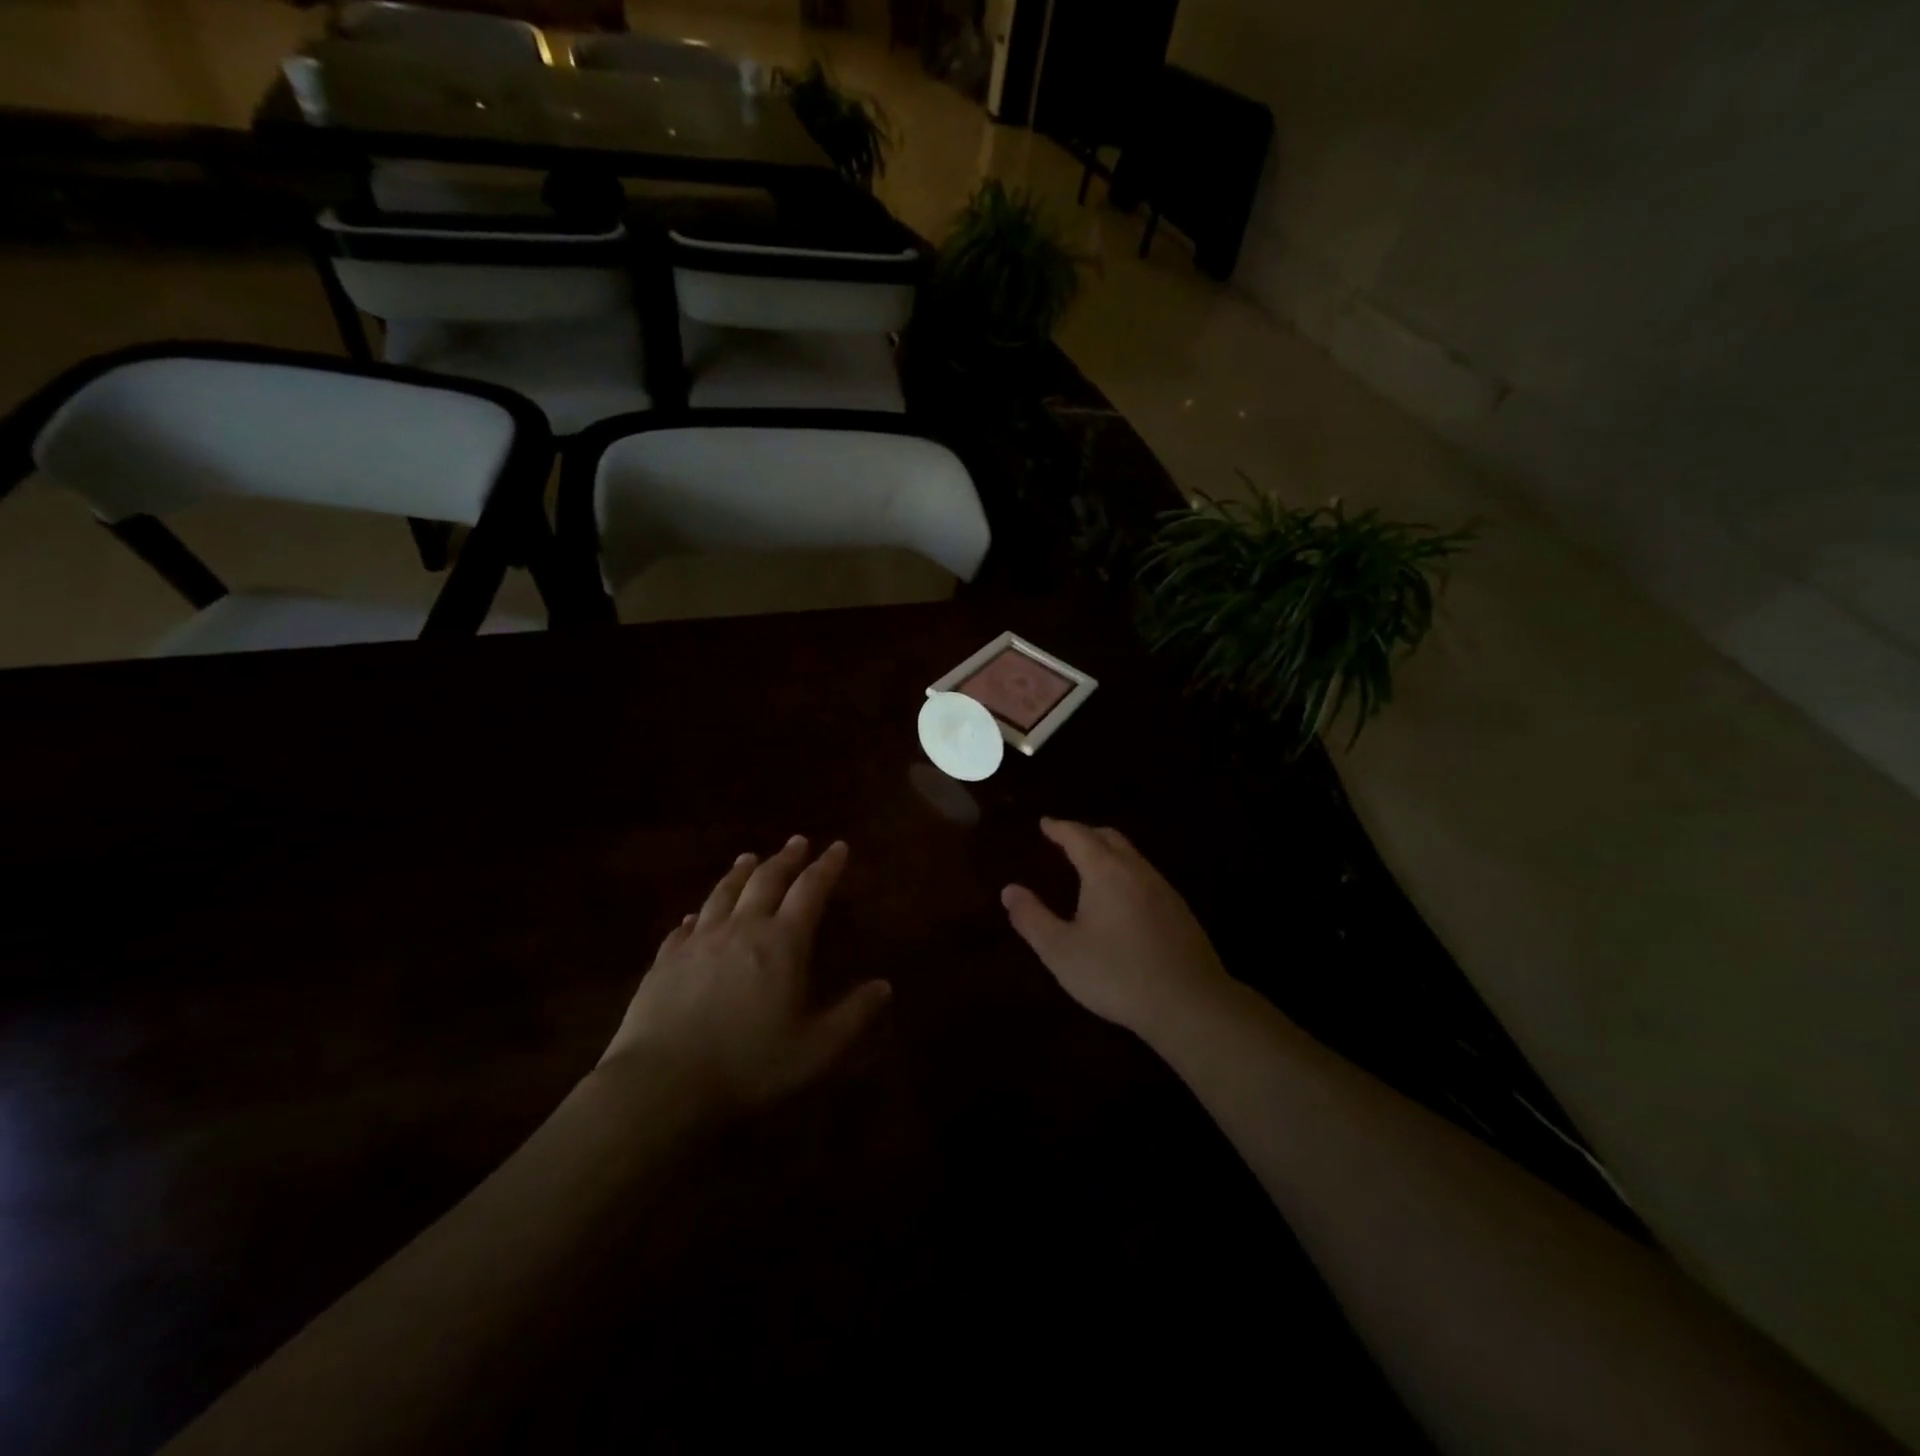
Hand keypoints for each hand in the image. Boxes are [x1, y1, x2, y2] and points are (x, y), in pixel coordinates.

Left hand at [598, 836, 890, 1111]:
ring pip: (723, 894)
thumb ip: (853, 1015)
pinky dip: (698, 914)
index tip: (838, 846)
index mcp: (782, 943)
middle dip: (786, 859)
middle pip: (766, 881)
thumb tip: (884, 986)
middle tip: (797, 842)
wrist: (663, 1082)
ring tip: (750, 858)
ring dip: (740, 873)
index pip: (810, 891)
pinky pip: (684, 926)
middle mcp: (741, 929)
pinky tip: (695, 915)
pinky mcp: (665, 960)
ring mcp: (699, 942)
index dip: (827, 867)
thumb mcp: (815, 1048)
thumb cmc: (749, 1064)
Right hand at [1002, 818, 1232, 1037]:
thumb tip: (1010, 890)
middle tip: (1065, 839)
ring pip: (1132, 856)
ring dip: (1108, 851)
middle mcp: (1136, 870)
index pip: (1078, 836)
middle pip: (1109, 838)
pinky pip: (1146, 876)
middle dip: (1085, 833)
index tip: (1045, 823)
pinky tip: (1122, 897)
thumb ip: (1032, 918)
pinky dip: (1126, 871)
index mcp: (1105, 872)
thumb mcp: (1061, 951)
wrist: (1189, 1003)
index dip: (1059, 828)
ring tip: (1090, 865)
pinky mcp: (1180, 911)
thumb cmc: (1116, 974)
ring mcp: (1163, 889)